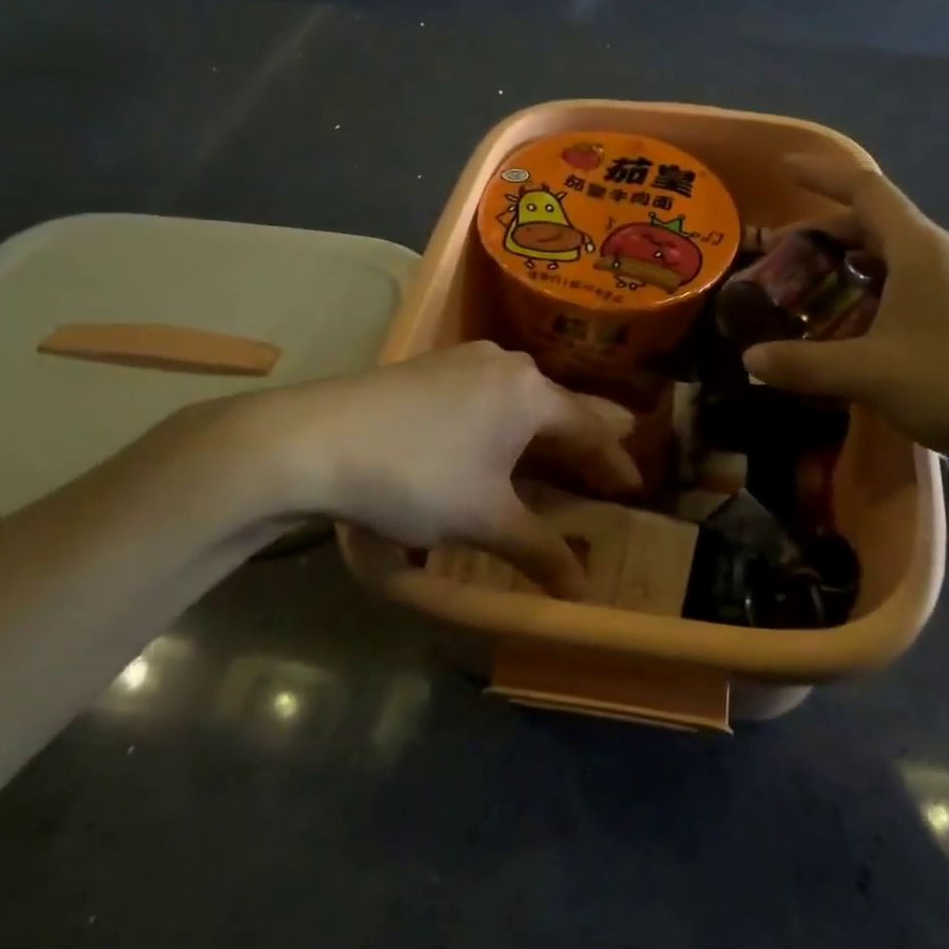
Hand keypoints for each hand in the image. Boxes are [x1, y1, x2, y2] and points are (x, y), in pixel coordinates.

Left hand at [212, 342, 638, 598]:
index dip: (614, 462)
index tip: (636, 486)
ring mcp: (463, 358)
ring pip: (521, 393)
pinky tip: (492, 435)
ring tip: (554, 449)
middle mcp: (504, 363)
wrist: (313, 438)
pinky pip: (487, 390)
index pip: (590, 429)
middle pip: (559, 403)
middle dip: (584, 435)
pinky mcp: (429, 366)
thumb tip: (581, 590)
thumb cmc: (416, 475)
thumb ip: (539, 551)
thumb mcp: (483, 519)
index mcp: (530, 392)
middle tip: (605, 462)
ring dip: (541, 425)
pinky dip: (504, 416)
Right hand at [741, 157, 948, 486]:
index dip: (822, 174)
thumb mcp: (871, 374)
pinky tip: (853, 328)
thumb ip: (805, 364)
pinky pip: (906, 287)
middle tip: (780, 255)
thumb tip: (749, 358)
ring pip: (890, 258)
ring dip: (847, 265)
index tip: (784, 167)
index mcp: (917, 249)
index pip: (864, 189)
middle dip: (823, 232)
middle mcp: (938, 257)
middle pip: (873, 224)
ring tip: (809, 289)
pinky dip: (870, 293)